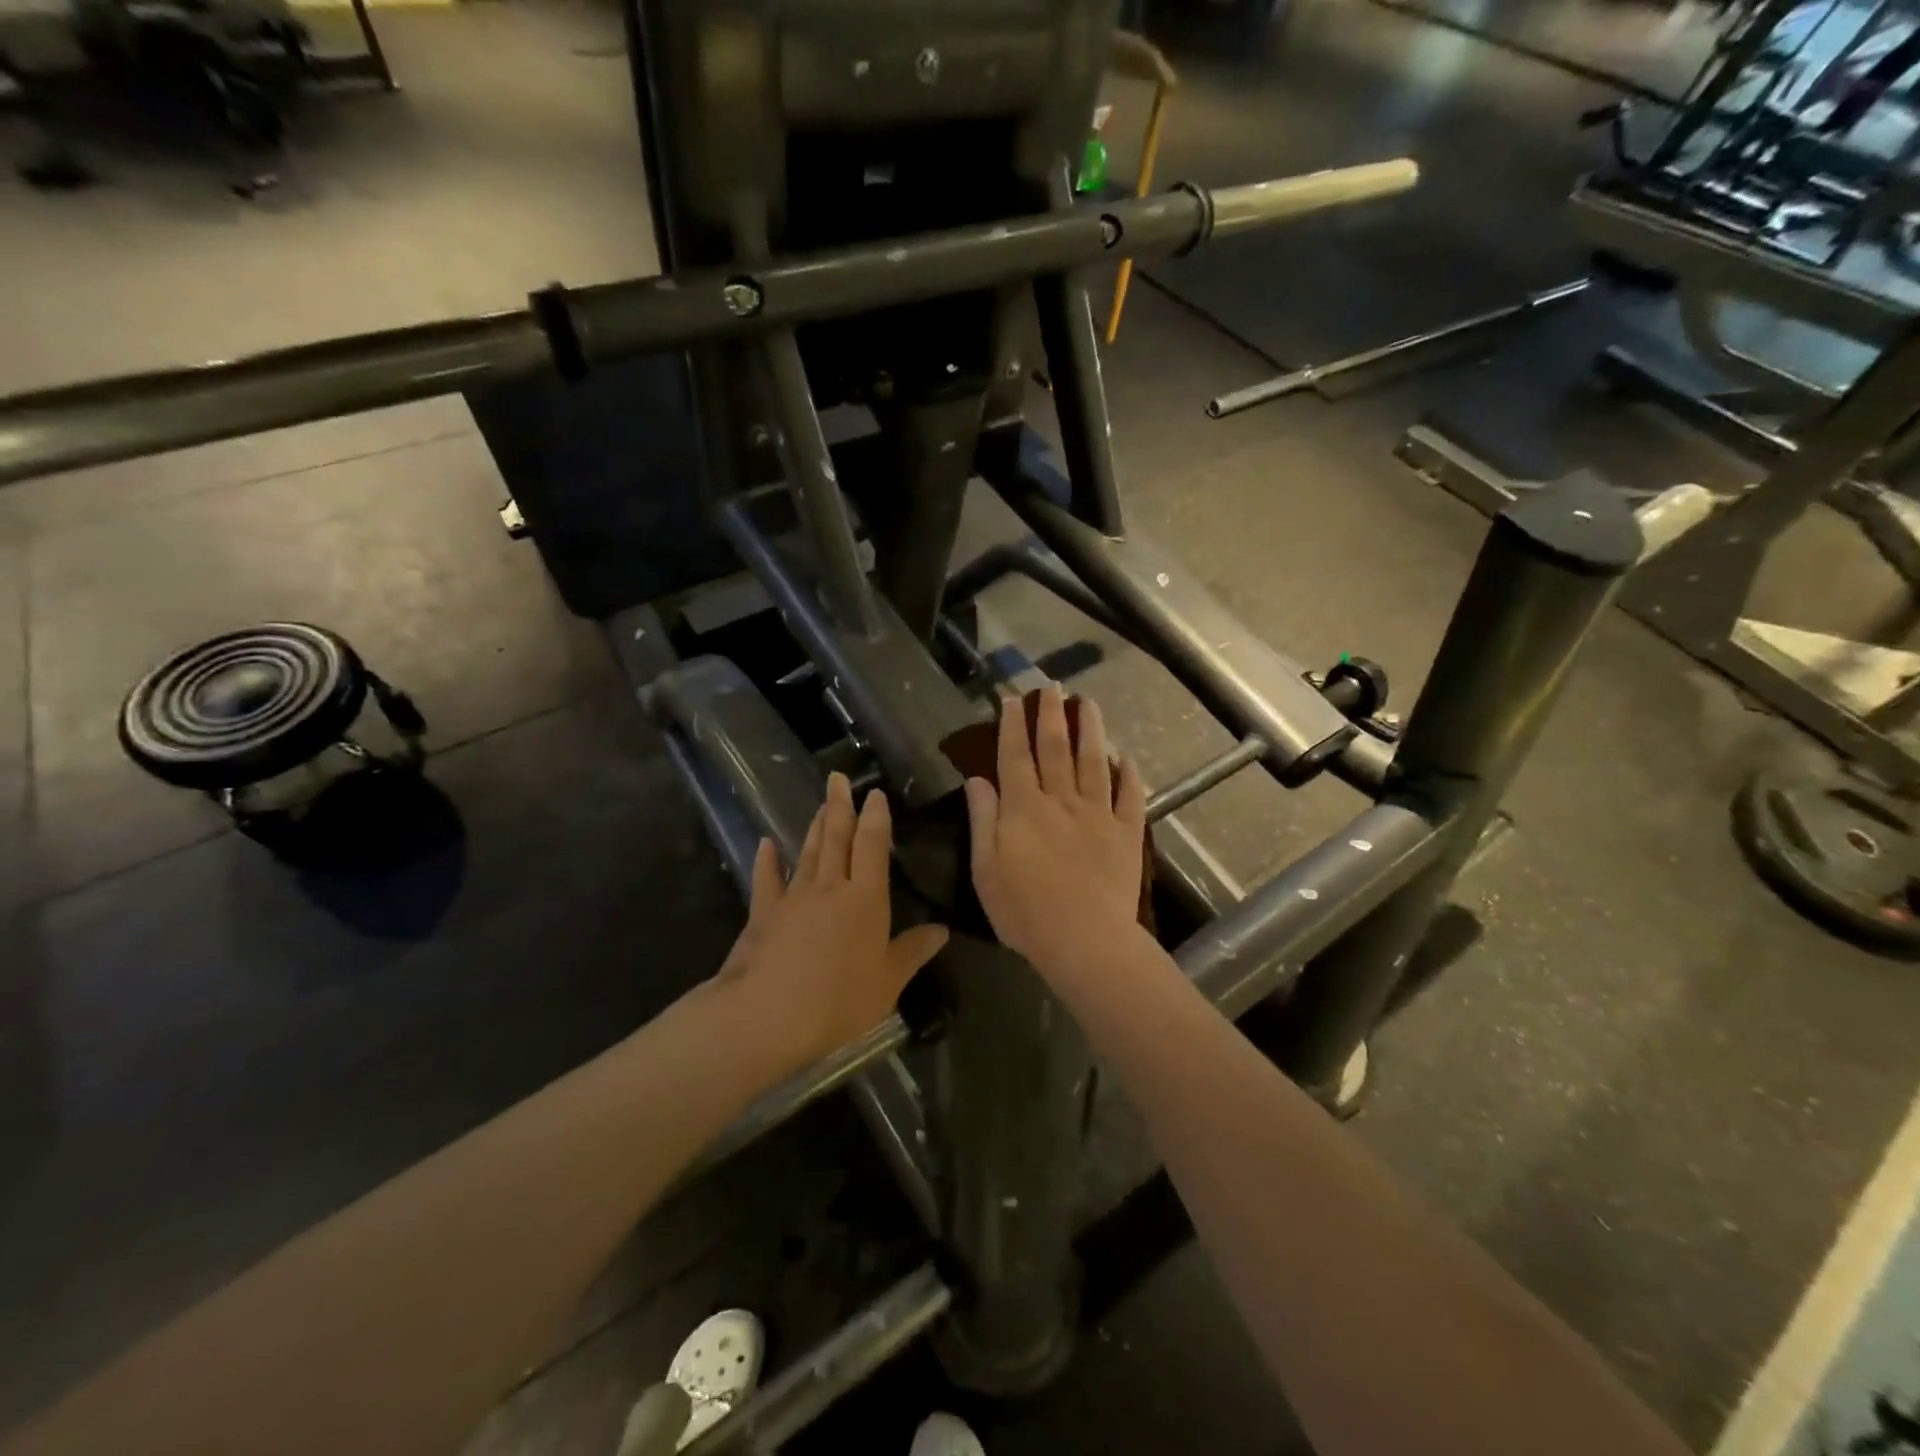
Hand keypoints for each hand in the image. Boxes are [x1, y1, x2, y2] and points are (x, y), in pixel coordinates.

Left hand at [712, 772, 948, 1074]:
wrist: (767, 1015)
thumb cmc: (838, 1000)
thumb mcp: (888, 982)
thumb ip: (913, 951)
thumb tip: (942, 929)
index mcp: (865, 899)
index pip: (872, 846)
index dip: (875, 817)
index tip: (874, 793)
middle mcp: (830, 887)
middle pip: (836, 838)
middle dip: (840, 806)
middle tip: (838, 778)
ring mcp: (793, 897)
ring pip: (808, 852)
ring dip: (815, 826)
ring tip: (821, 804)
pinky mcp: (763, 913)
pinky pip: (766, 879)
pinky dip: (767, 860)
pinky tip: (767, 844)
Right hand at [964, 686, 1147, 981]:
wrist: (1084, 939)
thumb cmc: (1024, 910)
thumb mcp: (985, 869)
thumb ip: (983, 819)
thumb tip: (977, 778)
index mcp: (1024, 808)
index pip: (1015, 755)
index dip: (1013, 725)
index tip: (1013, 699)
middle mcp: (1061, 800)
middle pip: (1055, 749)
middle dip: (1052, 715)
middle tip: (1052, 687)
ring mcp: (1098, 814)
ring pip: (1094, 762)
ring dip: (1091, 730)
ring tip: (1088, 704)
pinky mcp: (1126, 833)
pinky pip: (1130, 797)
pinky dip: (1129, 775)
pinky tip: (1127, 759)